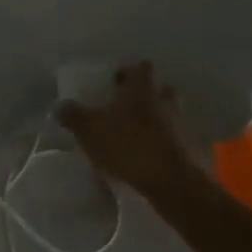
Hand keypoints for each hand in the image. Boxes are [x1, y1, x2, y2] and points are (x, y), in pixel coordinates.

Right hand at [58, 62, 206, 196]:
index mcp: (142, 88)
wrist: (174, 184)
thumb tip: (59, 106)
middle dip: (146, 97)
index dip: (129, 72)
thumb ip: (73, 116)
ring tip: (137, 139)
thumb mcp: (90, 129)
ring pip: (170, 116)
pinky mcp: (193, 152)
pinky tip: (151, 162)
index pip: (141, 67)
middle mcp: (166, 100)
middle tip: (126, 110)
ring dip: (157, 123)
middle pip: (159, 90)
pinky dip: (166, 147)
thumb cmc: (129, 145)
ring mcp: (183, 126)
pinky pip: (177, 143)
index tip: (115, 83)